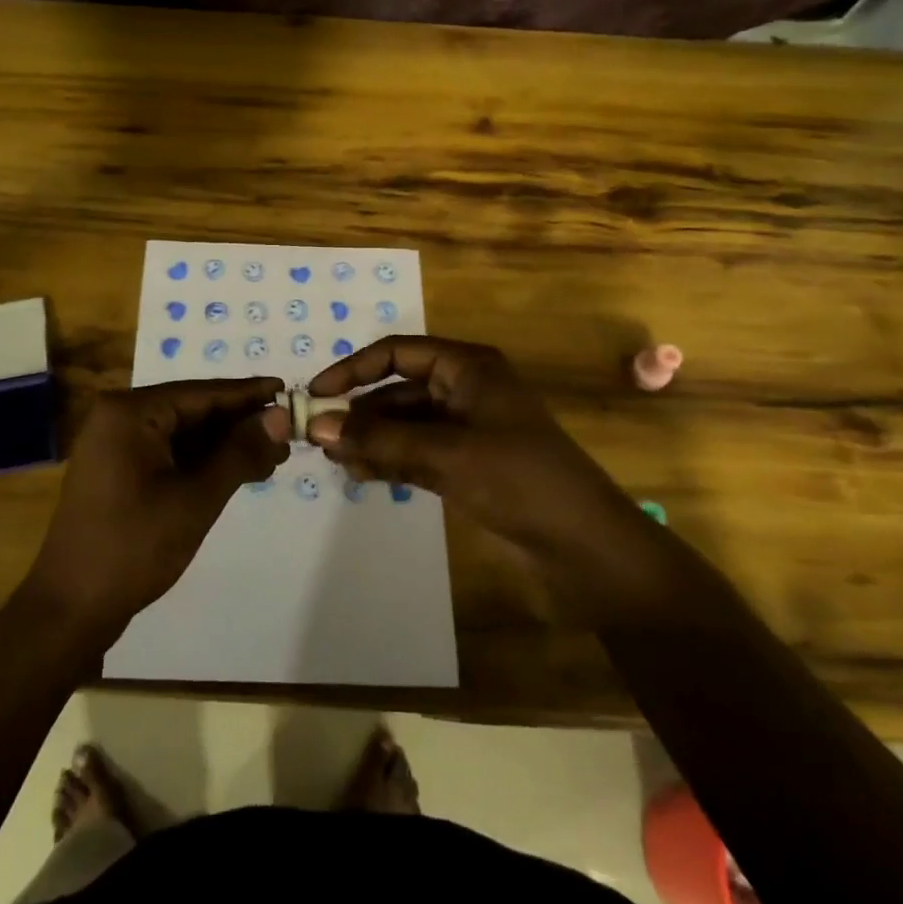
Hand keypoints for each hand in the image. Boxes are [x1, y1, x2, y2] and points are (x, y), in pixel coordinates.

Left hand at [25, 377, 289, 634]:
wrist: (72, 608)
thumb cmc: (134, 547)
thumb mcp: (196, 498)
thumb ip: (239, 452)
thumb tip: (281, 415)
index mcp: (129, 412)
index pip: (201, 393)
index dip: (248, 394)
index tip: (289, 390)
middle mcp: (119, 418)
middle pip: (192, 410)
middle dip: (240, 424)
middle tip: (289, 434)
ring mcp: (116, 445)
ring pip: (183, 434)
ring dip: (225, 445)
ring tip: (273, 457)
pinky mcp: (119, 471)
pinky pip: (169, 453)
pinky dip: (203, 462)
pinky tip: (238, 471)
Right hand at [308, 336, 660, 616]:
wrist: (586, 549)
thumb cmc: (520, 481)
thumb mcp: (446, 454)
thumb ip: (381, 440)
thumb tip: (318, 426)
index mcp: (468, 368)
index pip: (397, 353)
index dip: (353, 369)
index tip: (316, 393)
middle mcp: (464, 390)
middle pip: (397, 391)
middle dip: (359, 412)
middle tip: (318, 439)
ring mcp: (466, 430)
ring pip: (403, 425)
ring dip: (370, 440)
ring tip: (335, 463)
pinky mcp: (467, 465)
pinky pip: (415, 453)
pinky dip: (388, 461)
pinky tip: (361, 477)